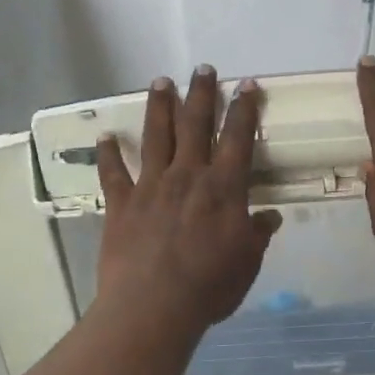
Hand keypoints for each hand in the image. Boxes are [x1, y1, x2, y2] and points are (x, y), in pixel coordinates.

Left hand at [96, 66, 282, 334]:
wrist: (154, 305)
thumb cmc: (209, 286)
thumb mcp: (247, 263)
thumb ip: (257, 235)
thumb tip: (270, 218)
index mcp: (223, 188)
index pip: (238, 139)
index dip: (244, 110)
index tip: (247, 85)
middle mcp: (187, 176)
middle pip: (196, 125)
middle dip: (201, 94)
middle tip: (202, 68)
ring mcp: (151, 186)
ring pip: (157, 136)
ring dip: (160, 107)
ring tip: (161, 82)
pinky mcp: (121, 203)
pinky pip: (113, 173)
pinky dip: (108, 154)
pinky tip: (105, 137)